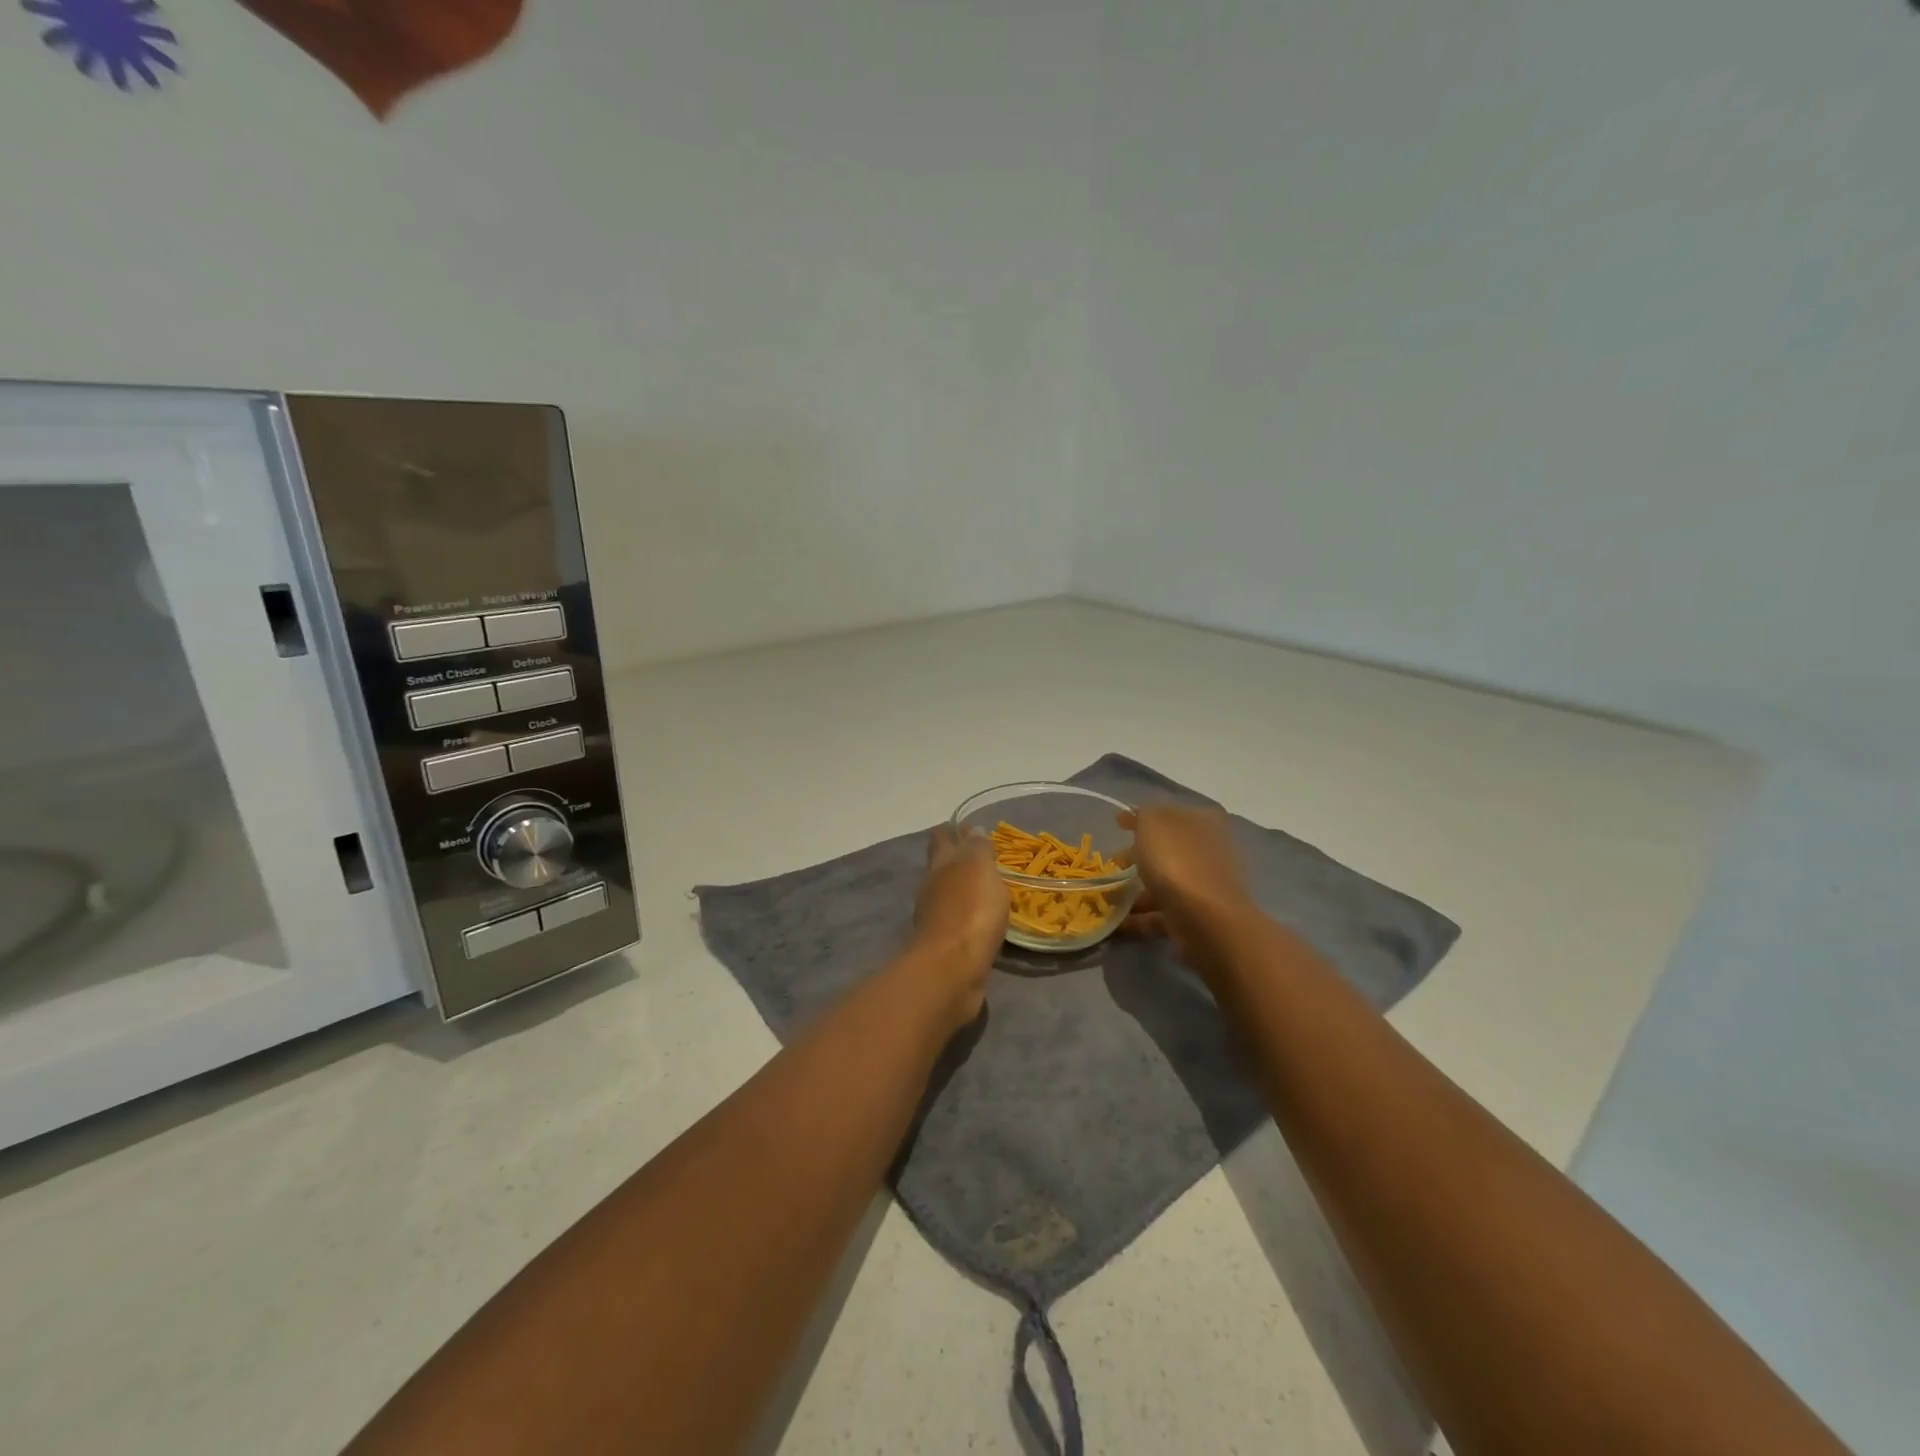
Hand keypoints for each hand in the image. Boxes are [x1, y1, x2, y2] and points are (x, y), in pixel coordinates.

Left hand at [911, 825, 1008, 1022]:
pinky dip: (967, 915)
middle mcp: (932, 887)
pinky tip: (982, 919)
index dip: (951, 830)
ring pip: (947, 894)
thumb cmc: (970, 910)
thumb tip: (970, 829)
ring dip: (962, 888)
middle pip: (941, 866)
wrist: (953, 968)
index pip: (941, 838)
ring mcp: (935, 917)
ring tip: (985, 886)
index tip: (964, 826)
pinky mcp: (944, 944)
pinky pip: (957, 920)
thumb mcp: (979, 869)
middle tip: (979, 855)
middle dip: (955, 858)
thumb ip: (977, 848)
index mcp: (940, 864)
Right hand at [1118, 804, 1252, 952]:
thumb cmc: (1177, 861)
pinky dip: (1140, 917)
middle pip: (1168, 849)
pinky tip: (1117, 923)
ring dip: (1137, 889)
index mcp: (1203, 822)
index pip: (1169, 813)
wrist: (1206, 920)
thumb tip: (1139, 814)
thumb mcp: (1153, 823)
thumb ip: (1144, 814)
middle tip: (1113, 862)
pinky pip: (1162, 913)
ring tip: (1108, 897)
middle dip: (1139, 854)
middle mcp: (1209, 851)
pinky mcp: (1197, 918)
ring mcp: (1205, 887)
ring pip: (1165, 883)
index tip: (1117, 823)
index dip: (1142, 817)